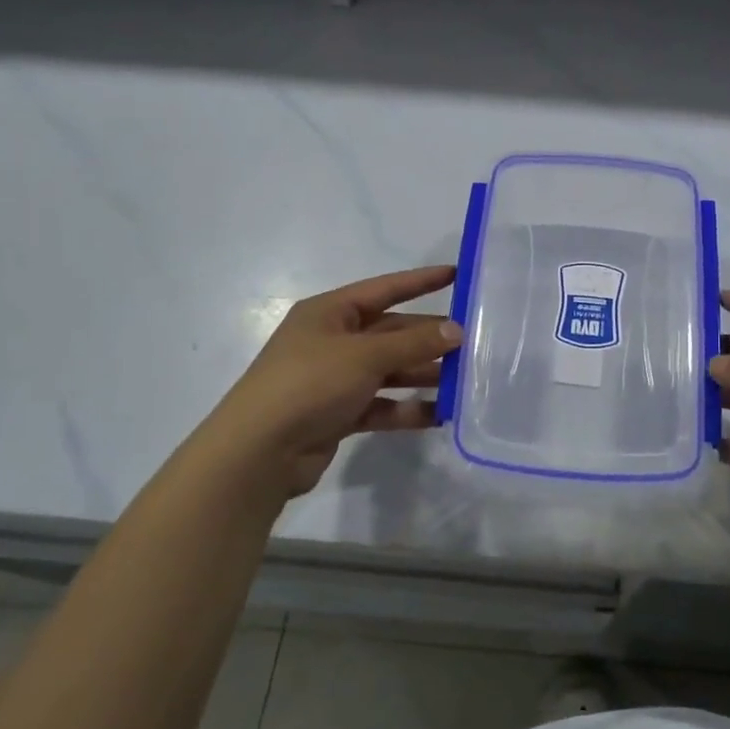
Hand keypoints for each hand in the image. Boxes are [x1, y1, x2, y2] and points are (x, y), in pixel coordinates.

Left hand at [191, 265, 462, 499]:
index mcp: (330, 312)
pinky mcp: (337, 414)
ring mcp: (334, 379)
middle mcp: (332, 340)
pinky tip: (438, 414)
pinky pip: (381, 405)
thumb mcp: (365, 355)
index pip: (384, 289)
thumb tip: (456, 330)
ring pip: (388, 370)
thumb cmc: (310, 384)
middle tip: (471, 342)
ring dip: (422, 375)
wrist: (258, 452)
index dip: (420, 281)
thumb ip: (414, 343)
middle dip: (428, 338)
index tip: (457, 275)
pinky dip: (406, 408)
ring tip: (463, 381)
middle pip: (390, 332)